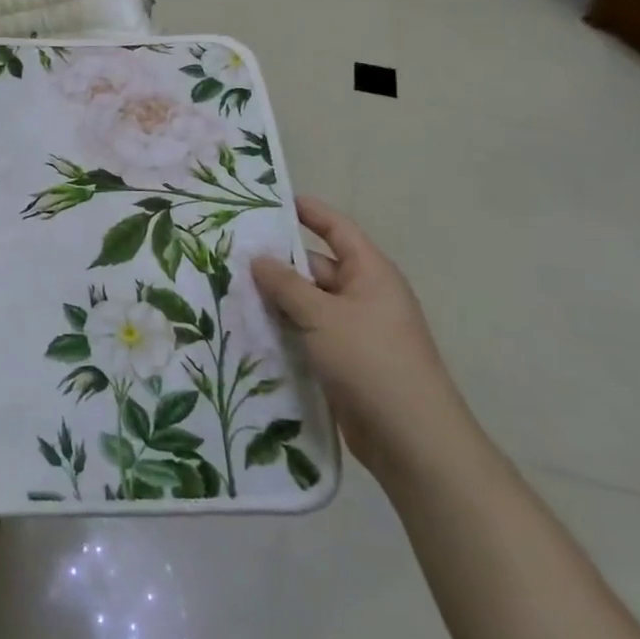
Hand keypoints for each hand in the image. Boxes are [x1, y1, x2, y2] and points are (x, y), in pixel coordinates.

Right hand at [251, 196, 472, 482]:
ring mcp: (354, 330)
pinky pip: (307, 334)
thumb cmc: (371, 360)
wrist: (411, 438)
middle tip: (230, 256)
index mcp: (370, 272)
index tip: (271, 201)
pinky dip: (283, 331)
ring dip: (275, 301)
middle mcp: (364, 295)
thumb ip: (286, 284)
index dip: (307, 211)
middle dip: (277, 263)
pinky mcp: (344, 361)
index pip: (336, 229)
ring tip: (228, 291)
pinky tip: (249, 331)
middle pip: (315, 267)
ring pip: (307, 304)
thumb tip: (258, 257)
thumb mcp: (322, 315)